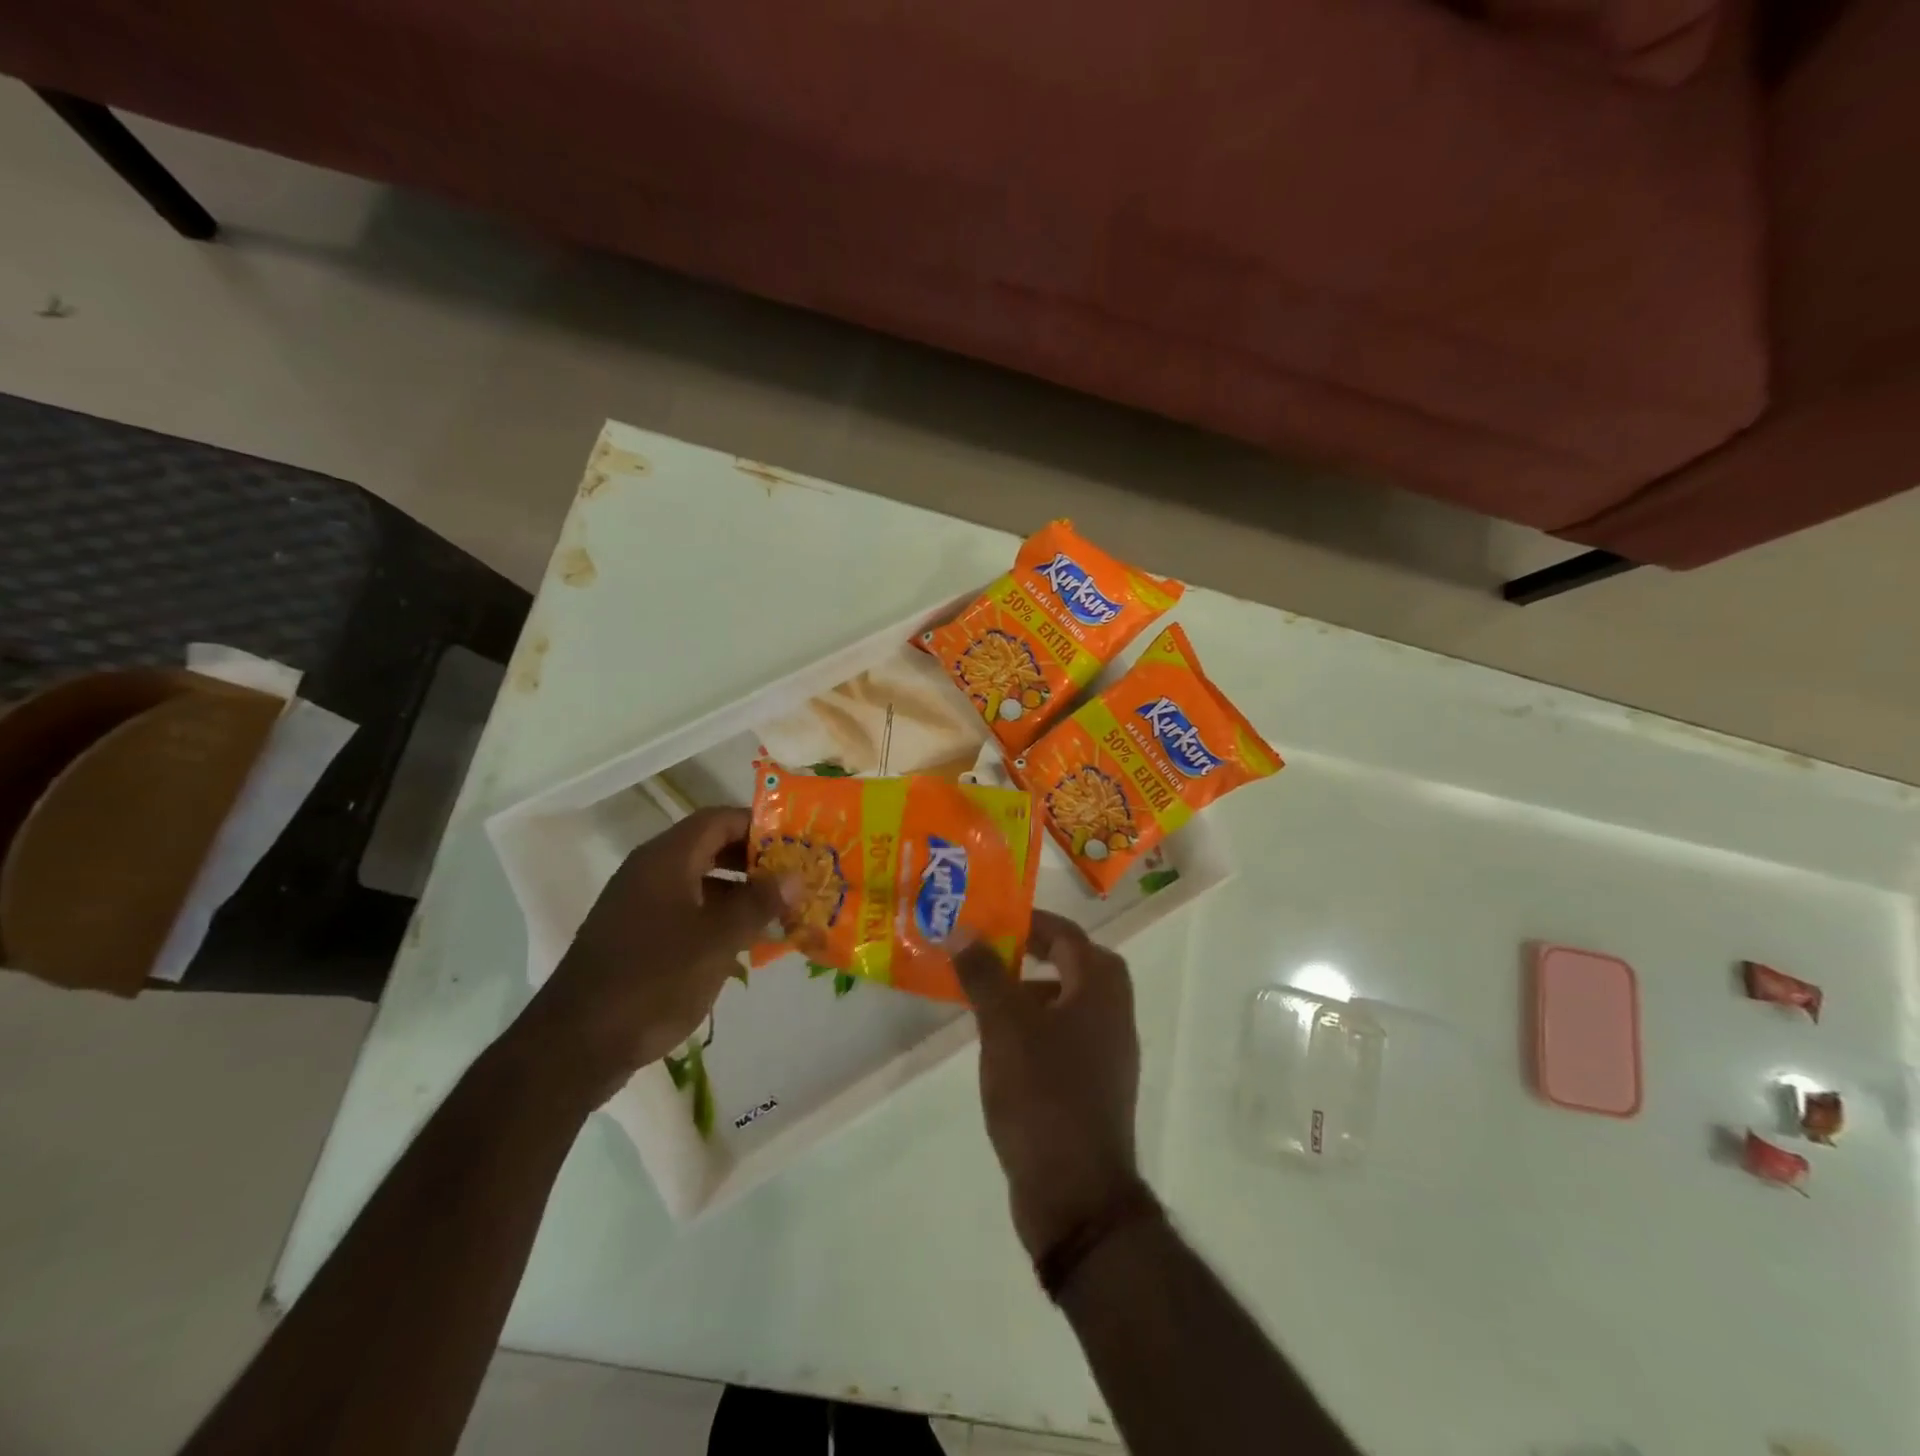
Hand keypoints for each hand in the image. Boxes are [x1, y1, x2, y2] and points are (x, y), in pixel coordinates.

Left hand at [521, 808, 789, 1103]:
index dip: (759, 825)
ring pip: (699, 882)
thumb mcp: (717, 940)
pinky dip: (717, 918)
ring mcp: (639, 905)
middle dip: (754, 860)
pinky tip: (744, 943)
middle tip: (794, 877)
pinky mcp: (635, 937)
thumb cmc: (654, 980)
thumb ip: (758, 903)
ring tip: (780, 911)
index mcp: (666, 859)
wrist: (576, 1044)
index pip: (719, 819)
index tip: (796, 843)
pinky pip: (685, 912)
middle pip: (710, 847)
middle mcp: (650, 872)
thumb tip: (795, 876)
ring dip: (739, 892)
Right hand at [953, 911, 1144, 1260]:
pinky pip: (1065, 1037)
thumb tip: (962, 930)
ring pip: (1069, 1002)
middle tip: (993, 953)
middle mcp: (1114, 1014)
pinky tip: (1002, 1047)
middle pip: (1076, 964)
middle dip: (1036, 953)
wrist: (1077, 1195)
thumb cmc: (1043, 1094)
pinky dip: (1037, 1027)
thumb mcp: (1005, 1026)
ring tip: (988, 998)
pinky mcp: (1094, 1087)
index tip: (993, 919)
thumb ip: (984, 973)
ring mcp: (1108, 1054)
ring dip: (1033, 991)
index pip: (1068, 935)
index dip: (1031, 921)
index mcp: (1101, 990)